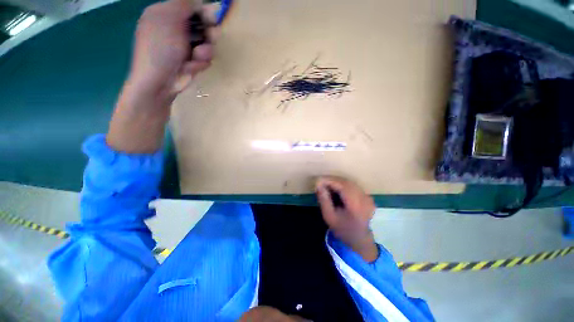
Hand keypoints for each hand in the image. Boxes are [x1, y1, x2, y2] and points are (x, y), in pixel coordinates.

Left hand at [128, 0, 215, 104]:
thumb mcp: (167, 19)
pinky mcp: (192, 62)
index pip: (192, 7)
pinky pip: (205, 59)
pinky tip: (191, 67)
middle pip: (203, 26)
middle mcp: (177, 29)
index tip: (214, 18)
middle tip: (210, 37)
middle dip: (209, 33)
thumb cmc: (160, 48)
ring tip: (195, 57)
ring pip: (207, 44)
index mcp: (167, 14)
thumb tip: (200, 0)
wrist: (159, 82)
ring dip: (205, 51)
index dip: (205, 12)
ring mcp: (185, 47)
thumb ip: (183, 4)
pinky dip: (201, 63)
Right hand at [316, 176, 378, 261]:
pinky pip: (353, 186)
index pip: (343, 186)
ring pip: (350, 182)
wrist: (359, 239)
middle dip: (332, 180)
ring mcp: (368, 198)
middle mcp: (364, 199)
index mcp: (356, 206)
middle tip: (321, 182)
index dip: (330, 181)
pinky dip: (343, 185)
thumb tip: (318, 184)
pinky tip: (336, 189)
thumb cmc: (342, 229)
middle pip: (347, 182)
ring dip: (337, 182)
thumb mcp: (329, 216)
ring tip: (326, 185)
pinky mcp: (368, 197)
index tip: (318, 180)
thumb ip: (324, 199)